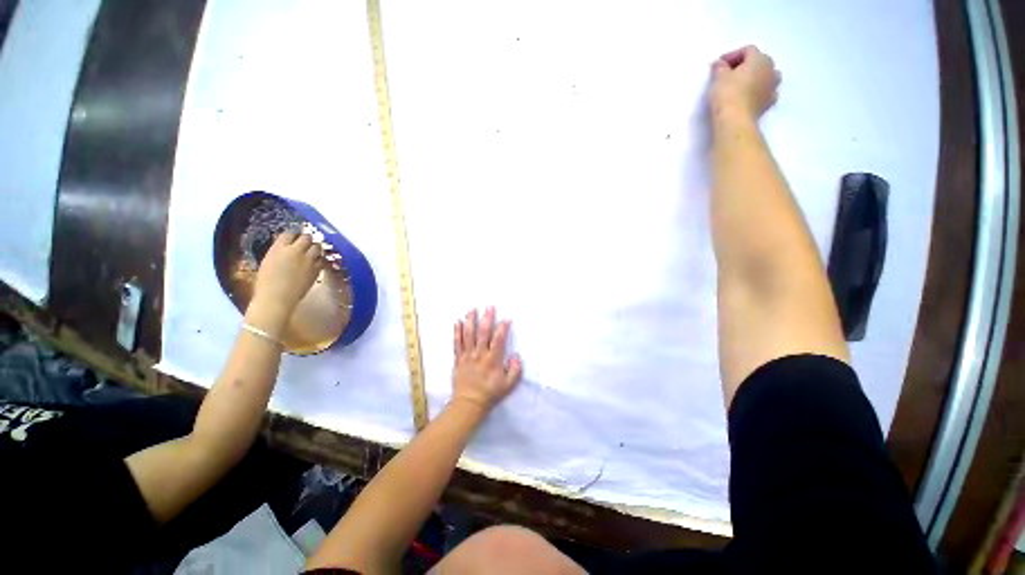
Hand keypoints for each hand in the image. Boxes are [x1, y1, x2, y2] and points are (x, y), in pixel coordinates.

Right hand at [252, 231, 324, 315]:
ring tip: (314, 250)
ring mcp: (307, 260)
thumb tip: (285, 249)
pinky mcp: (316, 269)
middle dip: (307, 239)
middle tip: (307, 242)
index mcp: (278, 248)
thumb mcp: (268, 262)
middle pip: (306, 237)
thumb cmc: (266, 283)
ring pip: (317, 247)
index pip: (289, 233)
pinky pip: (322, 260)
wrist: (277, 298)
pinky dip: (320, 259)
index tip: (295, 236)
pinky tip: (317, 261)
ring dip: (316, 247)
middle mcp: (295, 251)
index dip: (293, 234)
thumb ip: (278, 253)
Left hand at [452, 307, 522, 410]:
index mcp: (492, 360)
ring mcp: (467, 356)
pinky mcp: (458, 359)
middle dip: (487, 319)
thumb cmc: (490, 393)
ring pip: (468, 335)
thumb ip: (515, 370)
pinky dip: (457, 332)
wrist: (469, 404)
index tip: (506, 319)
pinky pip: (457, 343)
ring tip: (472, 309)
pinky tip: (458, 322)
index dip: (502, 328)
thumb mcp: (508, 385)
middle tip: (489, 307)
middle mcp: (479, 354)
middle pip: (483, 333)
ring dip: (470, 321)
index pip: (498, 339)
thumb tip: (516, 355)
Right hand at [709, 45, 780, 120]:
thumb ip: (720, 67)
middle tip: (730, 74)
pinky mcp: (769, 103)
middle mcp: (771, 69)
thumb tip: (720, 64)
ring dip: (756, 77)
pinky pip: (766, 92)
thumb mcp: (719, 77)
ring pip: (767, 76)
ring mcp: (773, 87)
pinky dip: (759, 92)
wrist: (735, 120)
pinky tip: (750, 96)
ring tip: (743, 84)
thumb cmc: (727, 93)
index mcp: (760, 59)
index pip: (747, 50)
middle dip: (746, 65)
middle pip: (759, 61)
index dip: (732, 55)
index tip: (719, 65)